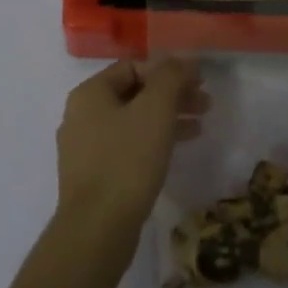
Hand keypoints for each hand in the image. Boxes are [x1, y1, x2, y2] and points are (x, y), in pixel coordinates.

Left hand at [57, 57, 208, 241]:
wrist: (97, 228)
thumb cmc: (127, 161)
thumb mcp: (156, 111)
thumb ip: (170, 77)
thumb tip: (183, 58)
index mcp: (90, 94)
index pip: (134, 67)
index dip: (169, 71)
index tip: (199, 83)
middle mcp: (81, 115)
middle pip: (134, 93)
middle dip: (172, 95)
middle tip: (205, 104)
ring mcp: (84, 147)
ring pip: (133, 121)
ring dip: (167, 118)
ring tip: (200, 126)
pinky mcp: (93, 175)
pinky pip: (127, 146)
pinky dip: (153, 141)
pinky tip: (176, 150)